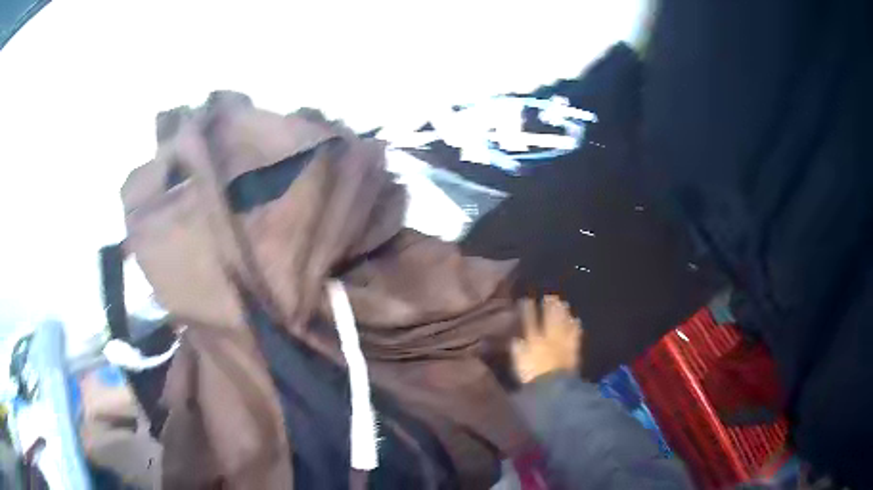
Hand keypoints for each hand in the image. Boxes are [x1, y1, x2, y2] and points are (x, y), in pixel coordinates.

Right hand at [512, 296, 582, 383]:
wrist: (555, 387)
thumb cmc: (532, 377)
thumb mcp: (519, 364)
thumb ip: (518, 350)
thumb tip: (517, 339)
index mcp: (533, 340)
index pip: (530, 321)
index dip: (528, 309)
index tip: (526, 299)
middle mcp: (549, 337)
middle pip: (550, 318)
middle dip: (550, 306)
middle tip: (550, 295)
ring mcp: (563, 342)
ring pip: (563, 323)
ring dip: (563, 313)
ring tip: (563, 303)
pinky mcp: (573, 350)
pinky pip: (575, 334)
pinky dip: (575, 326)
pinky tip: (576, 320)